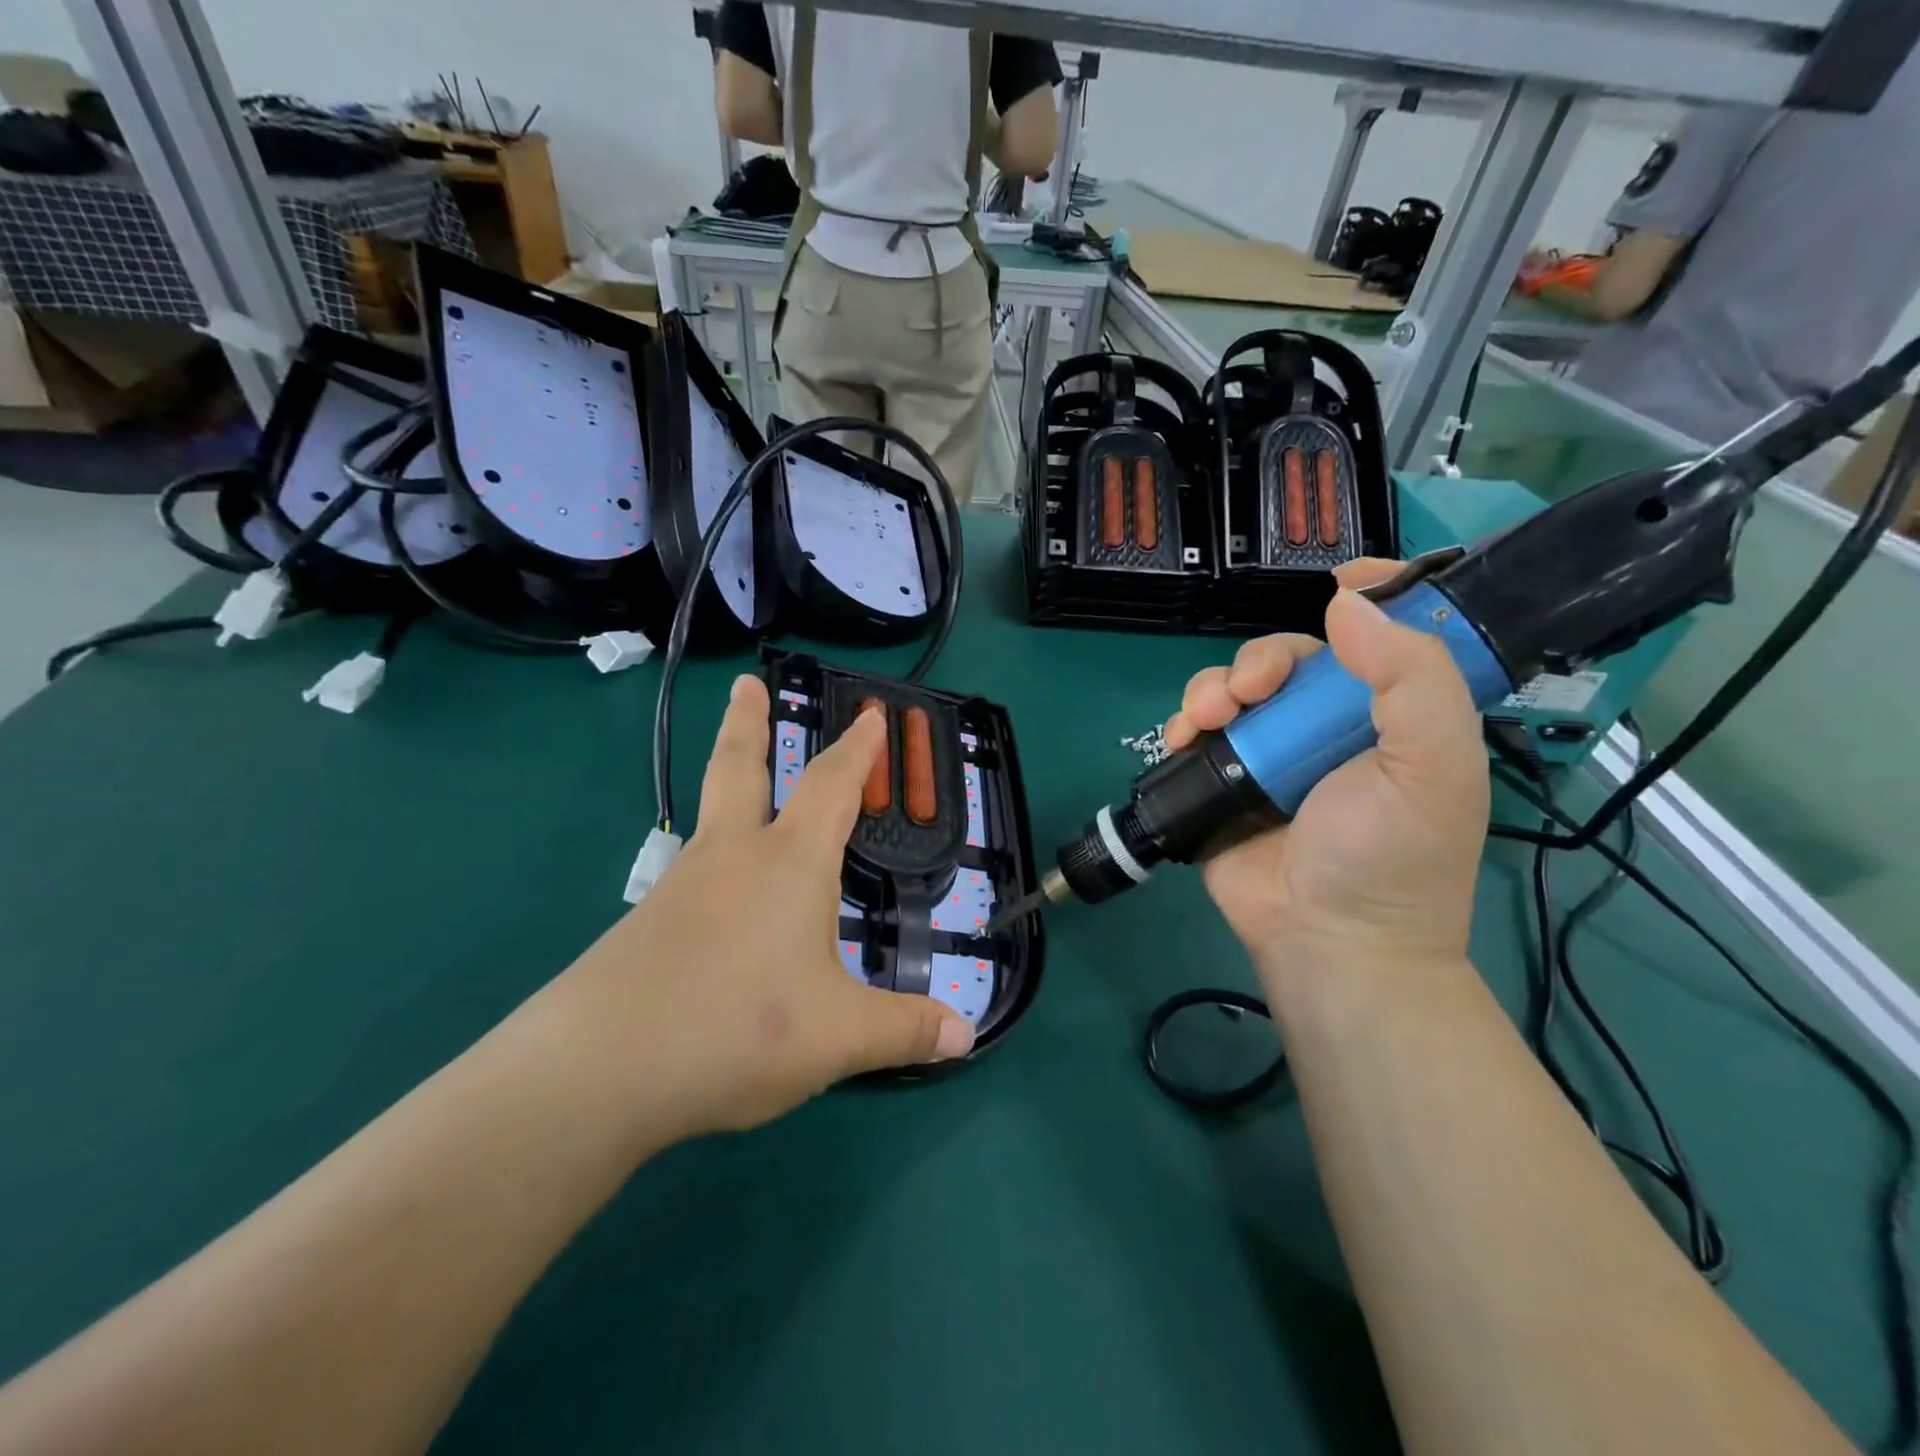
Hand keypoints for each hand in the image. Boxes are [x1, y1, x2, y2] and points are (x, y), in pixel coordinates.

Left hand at [563, 676, 974, 1142]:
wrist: (599, 1069)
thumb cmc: (738, 1027)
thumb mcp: (838, 1036)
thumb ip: (903, 1030)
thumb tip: (965, 1036)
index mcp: (789, 862)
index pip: (832, 786)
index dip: (858, 749)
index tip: (871, 713)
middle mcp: (732, 857)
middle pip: (740, 769)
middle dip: (749, 722)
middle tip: (746, 683)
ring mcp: (680, 887)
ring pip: (710, 818)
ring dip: (727, 786)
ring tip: (742, 794)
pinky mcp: (644, 925)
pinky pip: (691, 876)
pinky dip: (712, 864)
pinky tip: (715, 901)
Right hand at [1162, 561, 1488, 987]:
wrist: (1326, 941)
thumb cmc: (1390, 856)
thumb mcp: (1433, 766)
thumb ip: (1411, 678)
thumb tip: (1348, 603)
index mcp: (1389, 716)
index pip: (1381, 638)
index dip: (1366, 599)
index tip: (1336, 579)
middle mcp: (1327, 727)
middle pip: (1288, 658)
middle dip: (1261, 661)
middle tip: (1251, 692)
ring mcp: (1269, 755)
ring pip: (1234, 688)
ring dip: (1214, 689)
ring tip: (1208, 719)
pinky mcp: (1222, 781)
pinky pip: (1197, 731)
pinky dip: (1184, 723)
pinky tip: (1184, 737)